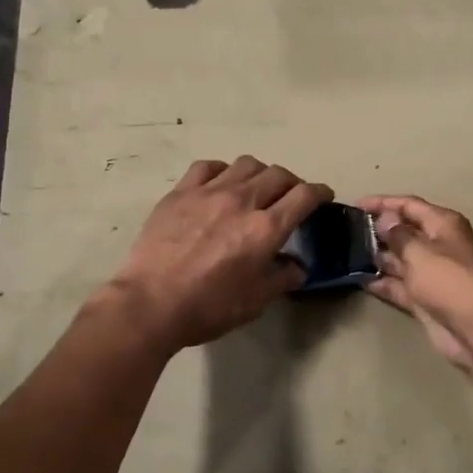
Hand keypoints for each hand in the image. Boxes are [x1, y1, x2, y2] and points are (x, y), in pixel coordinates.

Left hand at [107, 157, 332, 352]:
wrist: (150, 304)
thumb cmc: (207, 308)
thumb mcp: (255, 302)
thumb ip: (281, 278)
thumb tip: (297, 266)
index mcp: (265, 229)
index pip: (304, 196)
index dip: (320, 192)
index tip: (323, 196)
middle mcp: (242, 201)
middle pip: (278, 174)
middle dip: (292, 183)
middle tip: (290, 197)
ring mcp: (208, 192)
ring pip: (246, 164)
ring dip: (260, 174)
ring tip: (256, 188)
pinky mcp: (180, 192)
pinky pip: (208, 166)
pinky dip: (222, 171)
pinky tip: (220, 185)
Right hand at [358, 195, 472, 375]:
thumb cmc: (449, 281)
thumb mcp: (420, 252)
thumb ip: (398, 235)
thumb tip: (384, 219)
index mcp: (442, 225)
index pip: (408, 205)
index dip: (382, 203)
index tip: (355, 205)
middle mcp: (438, 244)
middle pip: (403, 231)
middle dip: (377, 230)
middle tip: (346, 230)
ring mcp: (431, 273)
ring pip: (399, 259)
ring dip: (377, 256)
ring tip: (346, 253)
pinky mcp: (424, 298)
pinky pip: (398, 284)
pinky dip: (382, 282)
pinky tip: (359, 279)